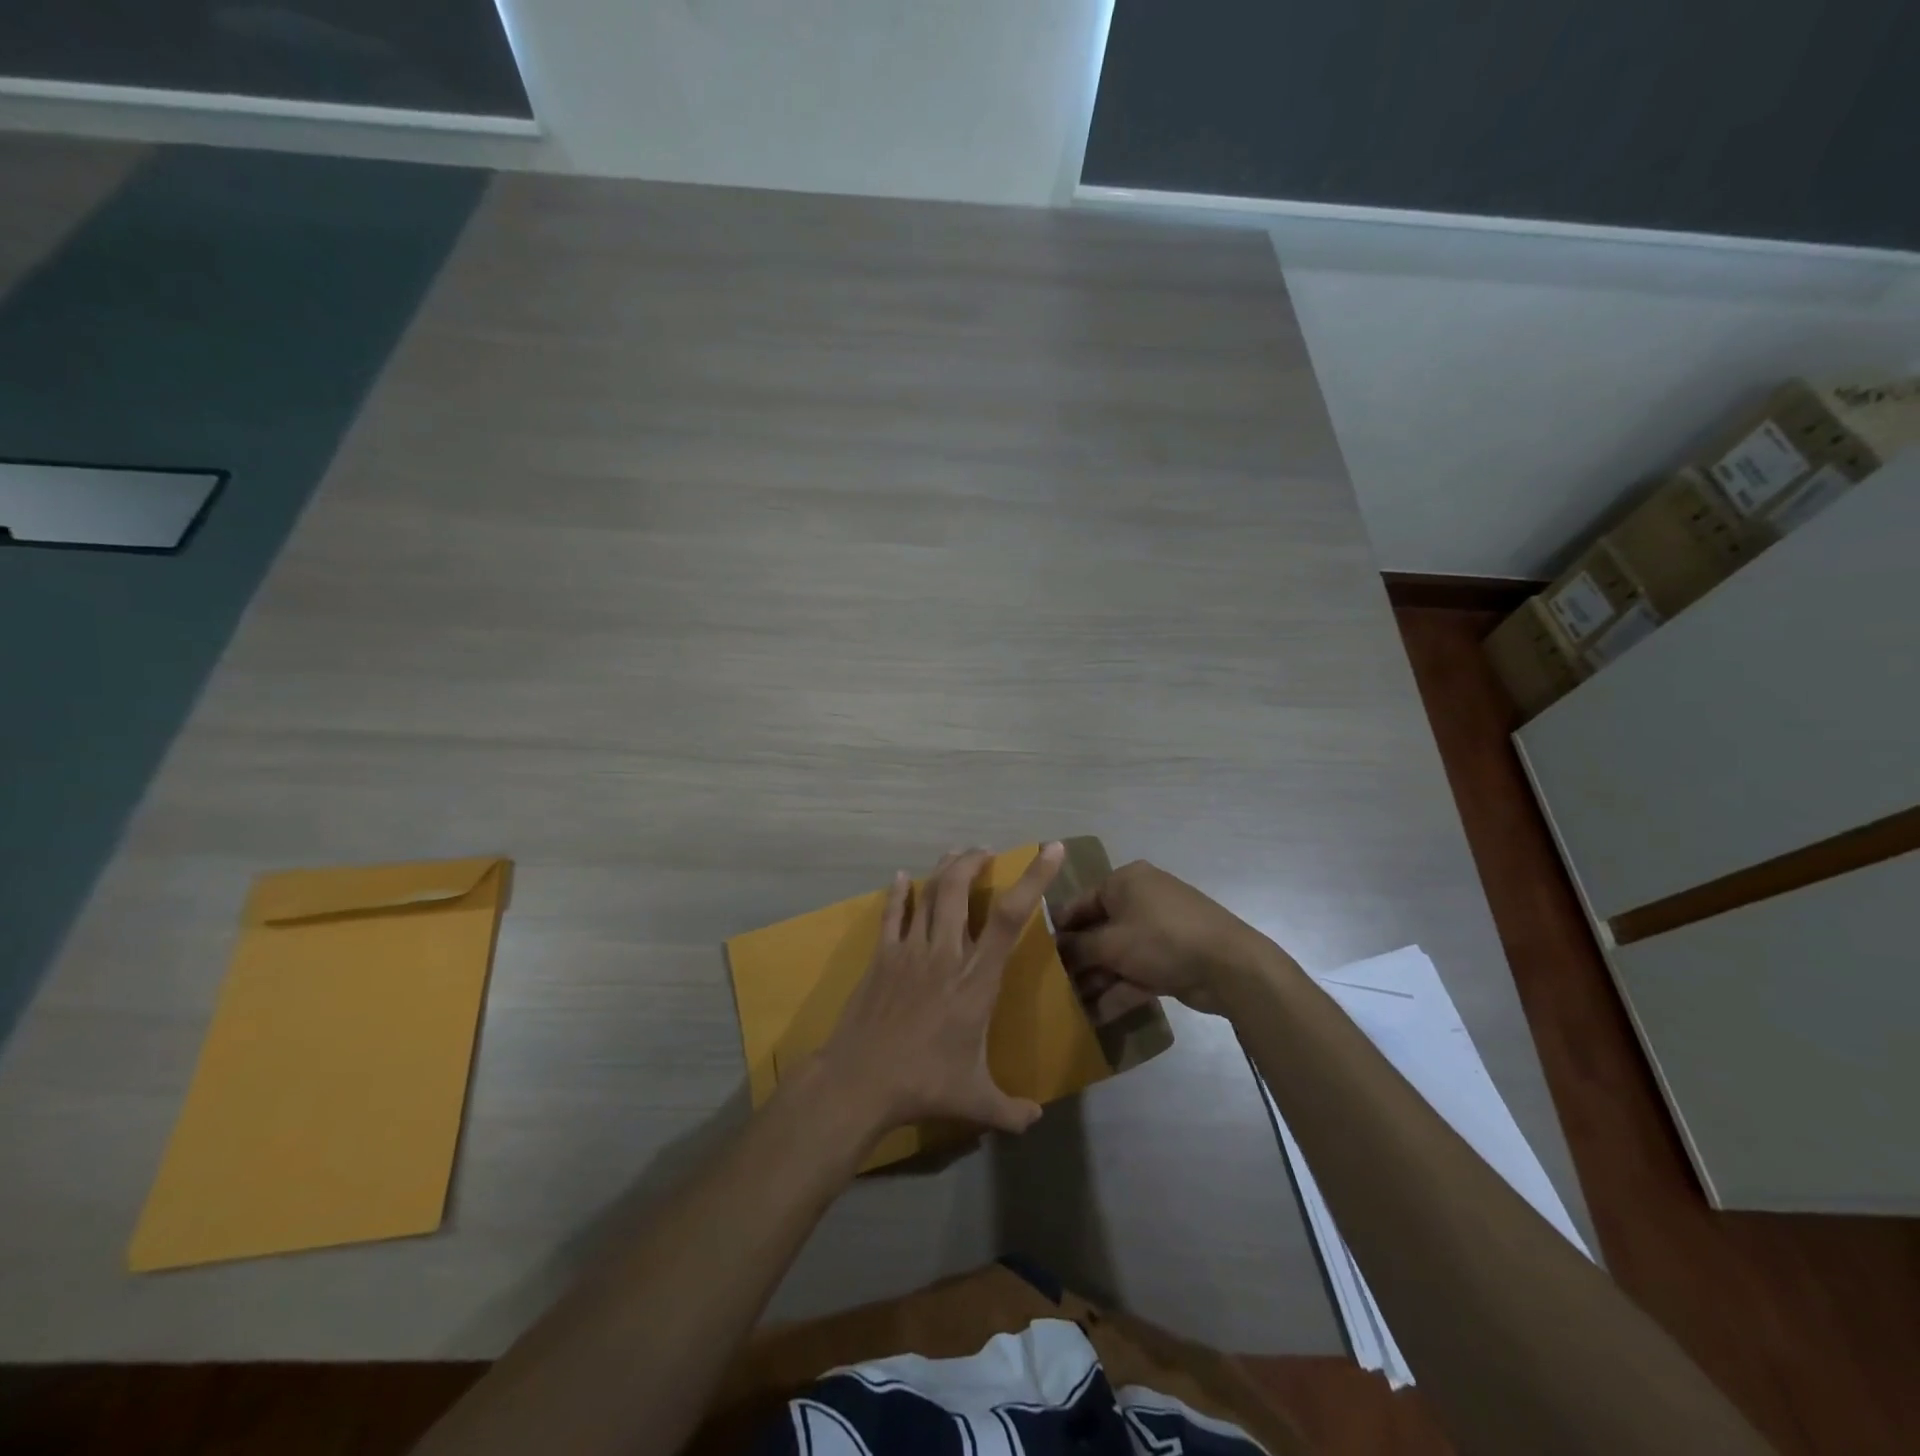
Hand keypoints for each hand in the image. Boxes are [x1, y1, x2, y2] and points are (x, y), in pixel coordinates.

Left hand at [814, 843, 1064, 1142]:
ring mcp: (909, 952)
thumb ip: (1011, 1110)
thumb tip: (1036, 1120)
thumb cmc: (923, 1086)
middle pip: (960, 890)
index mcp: (976, 980)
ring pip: (929, 894)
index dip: (1034, 879)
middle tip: (986, 852)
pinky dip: (899, 893)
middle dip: (975, 861)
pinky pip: (892, 914)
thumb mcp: (976, 1102)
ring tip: (957, 854)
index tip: (1050, 850)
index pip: (1010, 917)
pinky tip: (902, 878)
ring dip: (944, 869)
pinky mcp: (881, 957)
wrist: (859, 1082)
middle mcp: (945, 954)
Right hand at [1054, 860, 1267, 1019]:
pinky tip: (1097, 1015)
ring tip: (1070, 1005)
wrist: (1229, 966)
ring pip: (1118, 953)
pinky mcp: (1172, 956)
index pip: (1081, 902)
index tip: (1038, 954)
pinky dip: (1119, 989)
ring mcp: (1159, 929)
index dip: (1060, 929)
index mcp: (1125, 881)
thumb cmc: (1161, 940)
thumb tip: (1054, 949)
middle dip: (1079, 959)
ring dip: (1097, 978)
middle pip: (1099, 929)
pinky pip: (1137, 970)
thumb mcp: (1110, 943)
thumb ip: (1078, 947)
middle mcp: (1141, 898)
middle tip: (1053, 984)